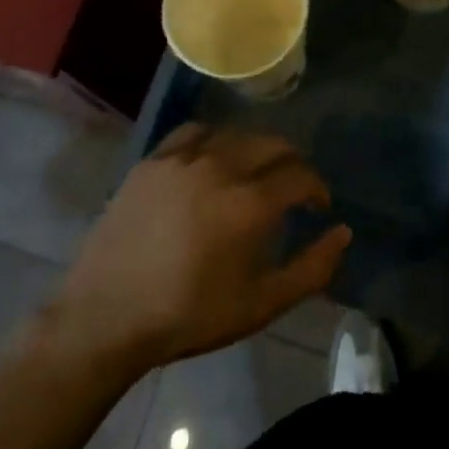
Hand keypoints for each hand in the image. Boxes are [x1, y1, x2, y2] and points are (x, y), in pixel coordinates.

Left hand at [51, 124, 350, 371]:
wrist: (106, 315)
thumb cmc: (188, 316)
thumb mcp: (260, 305)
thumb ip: (311, 269)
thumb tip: (343, 233)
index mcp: (250, 202)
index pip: (300, 175)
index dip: (317, 189)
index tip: (318, 207)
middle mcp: (221, 166)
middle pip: (273, 144)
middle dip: (292, 164)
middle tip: (291, 190)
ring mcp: (183, 158)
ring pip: (236, 134)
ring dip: (256, 150)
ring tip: (254, 174)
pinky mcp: (153, 159)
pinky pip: (194, 132)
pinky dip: (214, 140)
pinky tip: (212, 159)